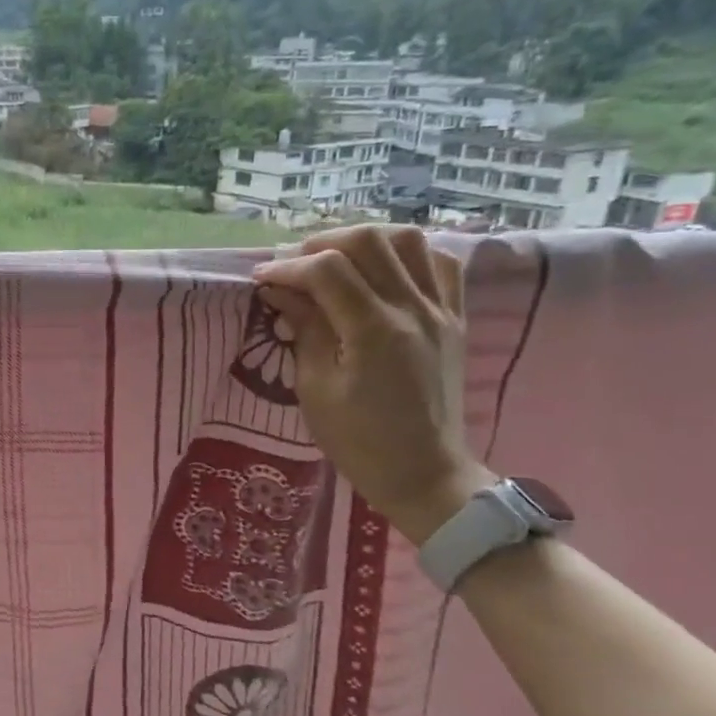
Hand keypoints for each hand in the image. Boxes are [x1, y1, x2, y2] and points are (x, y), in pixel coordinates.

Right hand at [252, 225, 493, 544]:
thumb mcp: (315, 389)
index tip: (260, 279)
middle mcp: (412, 309)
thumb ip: (303, 329)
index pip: (326, 270)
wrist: (425, 474)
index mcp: (373, 330)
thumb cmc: (359, 441)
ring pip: (408, 241)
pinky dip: (408, 256)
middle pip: (367, 240)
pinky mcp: (455, 319)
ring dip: (365, 242)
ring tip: (337, 262)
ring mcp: (440, 311)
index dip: (286, 267)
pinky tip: (384, 272)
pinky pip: (440, 264)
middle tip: (294, 266)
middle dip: (320, 244)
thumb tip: (281, 292)